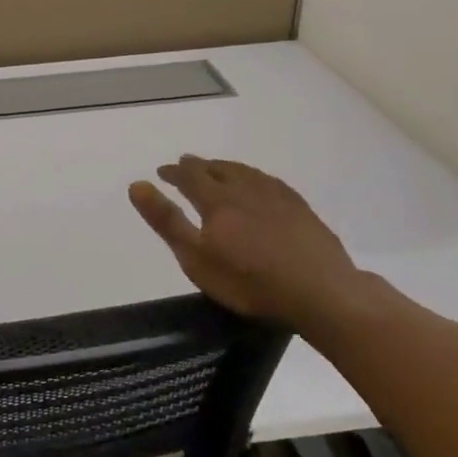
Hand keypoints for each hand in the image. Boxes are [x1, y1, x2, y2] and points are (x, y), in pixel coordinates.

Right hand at [129, 156, 363, 329]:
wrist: (320, 292)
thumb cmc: (249, 281)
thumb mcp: (196, 257)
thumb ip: (166, 220)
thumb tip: (137, 185)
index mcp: (216, 200)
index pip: (189, 176)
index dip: (173, 172)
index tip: (162, 171)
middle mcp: (244, 189)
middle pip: (217, 170)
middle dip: (198, 166)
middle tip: (185, 164)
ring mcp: (276, 197)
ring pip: (244, 172)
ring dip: (225, 167)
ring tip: (217, 168)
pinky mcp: (300, 208)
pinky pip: (270, 181)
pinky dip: (254, 176)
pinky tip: (258, 183)